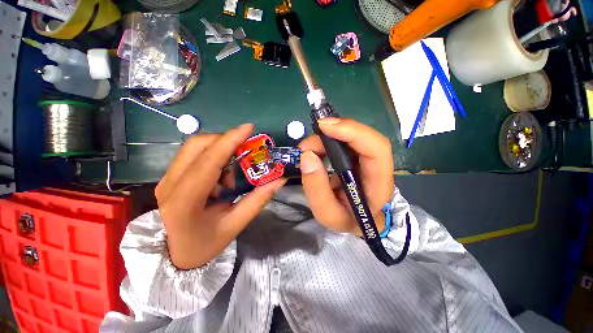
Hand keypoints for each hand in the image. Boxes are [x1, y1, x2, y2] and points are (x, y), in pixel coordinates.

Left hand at [155, 124, 286, 269]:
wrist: (174, 255)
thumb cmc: (204, 244)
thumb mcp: (235, 225)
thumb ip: (258, 200)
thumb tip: (279, 179)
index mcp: (184, 201)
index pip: (208, 161)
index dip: (230, 140)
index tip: (249, 128)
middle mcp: (169, 185)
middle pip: (198, 145)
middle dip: (226, 141)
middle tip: (245, 152)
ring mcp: (166, 179)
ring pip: (195, 147)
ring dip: (220, 151)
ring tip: (231, 175)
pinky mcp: (170, 177)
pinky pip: (194, 155)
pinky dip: (213, 158)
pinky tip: (220, 178)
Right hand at [298, 118, 393, 236]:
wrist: (356, 220)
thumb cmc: (345, 219)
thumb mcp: (327, 214)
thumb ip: (316, 188)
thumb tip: (307, 156)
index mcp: (378, 186)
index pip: (377, 150)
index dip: (352, 132)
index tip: (324, 127)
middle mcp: (380, 168)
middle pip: (366, 138)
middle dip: (335, 133)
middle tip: (307, 144)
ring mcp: (369, 159)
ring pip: (354, 136)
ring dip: (328, 137)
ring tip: (308, 149)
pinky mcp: (359, 156)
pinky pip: (346, 140)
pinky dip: (328, 140)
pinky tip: (316, 149)